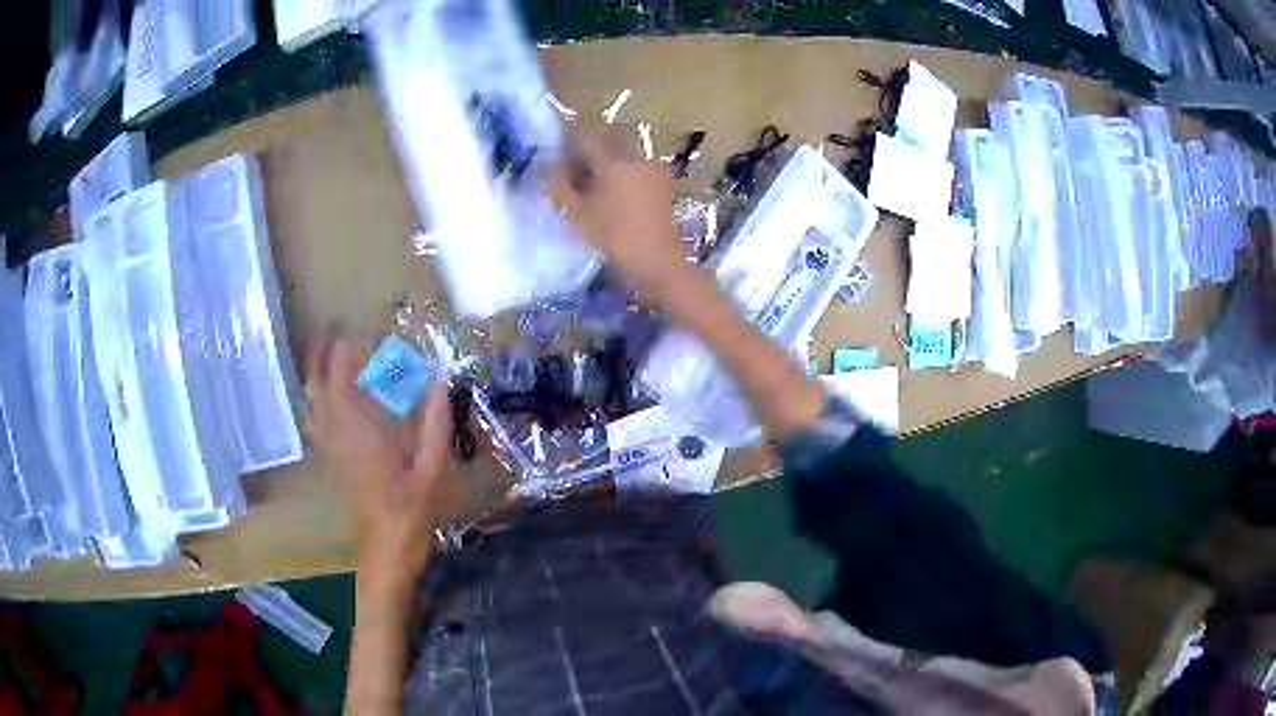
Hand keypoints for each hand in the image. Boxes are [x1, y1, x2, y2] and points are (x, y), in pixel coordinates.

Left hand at [307, 333, 454, 593]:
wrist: (387, 551)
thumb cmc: (411, 513)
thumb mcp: (432, 471)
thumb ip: (434, 426)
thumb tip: (438, 383)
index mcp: (363, 439)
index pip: (342, 389)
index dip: (340, 360)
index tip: (348, 334)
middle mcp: (341, 440)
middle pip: (319, 394)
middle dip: (318, 363)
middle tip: (326, 335)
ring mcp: (334, 452)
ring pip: (314, 408)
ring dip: (315, 380)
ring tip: (322, 357)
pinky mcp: (335, 462)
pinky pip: (318, 425)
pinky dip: (317, 404)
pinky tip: (322, 400)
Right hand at [546, 136, 692, 302]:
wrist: (658, 260)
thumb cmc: (615, 236)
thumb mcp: (578, 214)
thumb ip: (558, 187)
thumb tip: (546, 169)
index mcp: (613, 160)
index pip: (584, 141)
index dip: (566, 150)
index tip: (555, 166)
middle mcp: (635, 157)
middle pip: (604, 149)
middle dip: (585, 161)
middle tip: (570, 182)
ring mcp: (652, 170)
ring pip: (619, 161)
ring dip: (602, 171)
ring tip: (589, 195)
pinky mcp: (662, 186)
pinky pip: (634, 173)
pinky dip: (620, 180)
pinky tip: (611, 202)